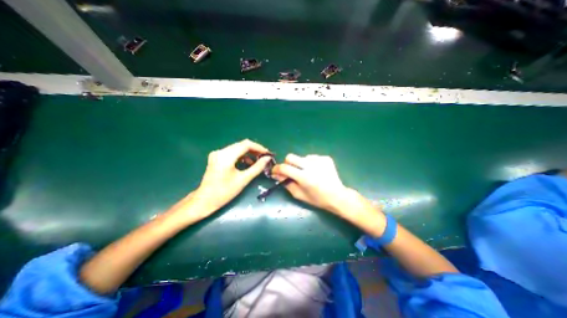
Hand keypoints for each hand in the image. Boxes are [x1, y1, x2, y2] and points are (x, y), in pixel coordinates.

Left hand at [190, 139, 271, 216]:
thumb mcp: (243, 180)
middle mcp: (220, 151)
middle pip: (241, 145)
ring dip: (248, 153)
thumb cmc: (224, 192)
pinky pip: (232, 153)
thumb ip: (257, 167)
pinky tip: (247, 163)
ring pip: (237, 148)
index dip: (259, 147)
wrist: (204, 201)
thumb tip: (268, 158)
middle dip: (254, 150)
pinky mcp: (216, 158)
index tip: (268, 153)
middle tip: (264, 157)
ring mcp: (217, 154)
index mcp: (226, 156)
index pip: (246, 144)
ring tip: (258, 161)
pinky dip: (241, 156)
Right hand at [272, 154, 352, 212]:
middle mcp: (311, 166)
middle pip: (291, 157)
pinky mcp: (325, 158)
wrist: (337, 196)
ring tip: (307, 173)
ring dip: (300, 164)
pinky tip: (316, 171)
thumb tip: (276, 175)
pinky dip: (310, 163)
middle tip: (291, 171)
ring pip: (301, 157)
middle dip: (287, 163)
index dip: (277, 169)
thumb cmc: (317, 199)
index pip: (284, 168)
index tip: (275, 171)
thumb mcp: (299, 195)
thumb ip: (286, 183)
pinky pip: (312, 157)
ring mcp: (319, 160)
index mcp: (304, 177)